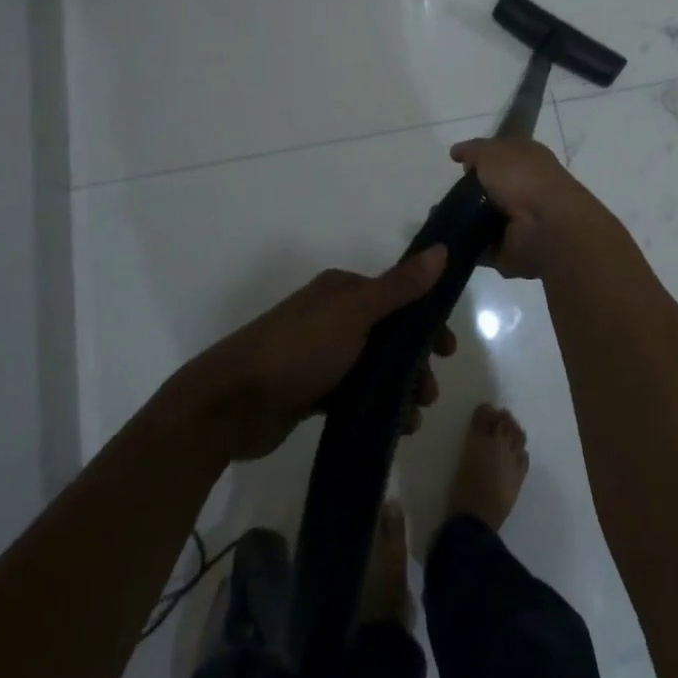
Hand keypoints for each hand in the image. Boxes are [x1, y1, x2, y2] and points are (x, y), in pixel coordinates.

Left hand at [192, 248, 455, 460]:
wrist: (229, 405)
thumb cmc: (297, 351)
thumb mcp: (354, 315)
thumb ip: (400, 288)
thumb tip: (443, 250)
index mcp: (343, 291)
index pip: (399, 298)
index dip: (427, 322)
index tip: (447, 352)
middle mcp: (334, 317)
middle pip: (390, 335)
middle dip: (416, 362)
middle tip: (428, 393)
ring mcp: (322, 355)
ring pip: (376, 368)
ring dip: (400, 389)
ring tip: (410, 419)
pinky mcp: (312, 390)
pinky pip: (356, 393)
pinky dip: (377, 406)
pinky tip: (393, 427)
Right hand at [449, 137, 605, 277]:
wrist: (546, 226)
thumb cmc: (522, 179)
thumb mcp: (492, 151)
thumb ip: (473, 150)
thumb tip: (457, 153)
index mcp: (529, 160)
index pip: (503, 156)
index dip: (481, 158)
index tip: (458, 164)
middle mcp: (527, 189)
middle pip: (491, 189)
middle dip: (467, 193)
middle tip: (446, 195)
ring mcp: (522, 222)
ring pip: (485, 219)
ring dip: (464, 220)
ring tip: (441, 218)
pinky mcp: (512, 250)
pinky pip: (482, 247)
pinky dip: (466, 245)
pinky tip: (448, 240)